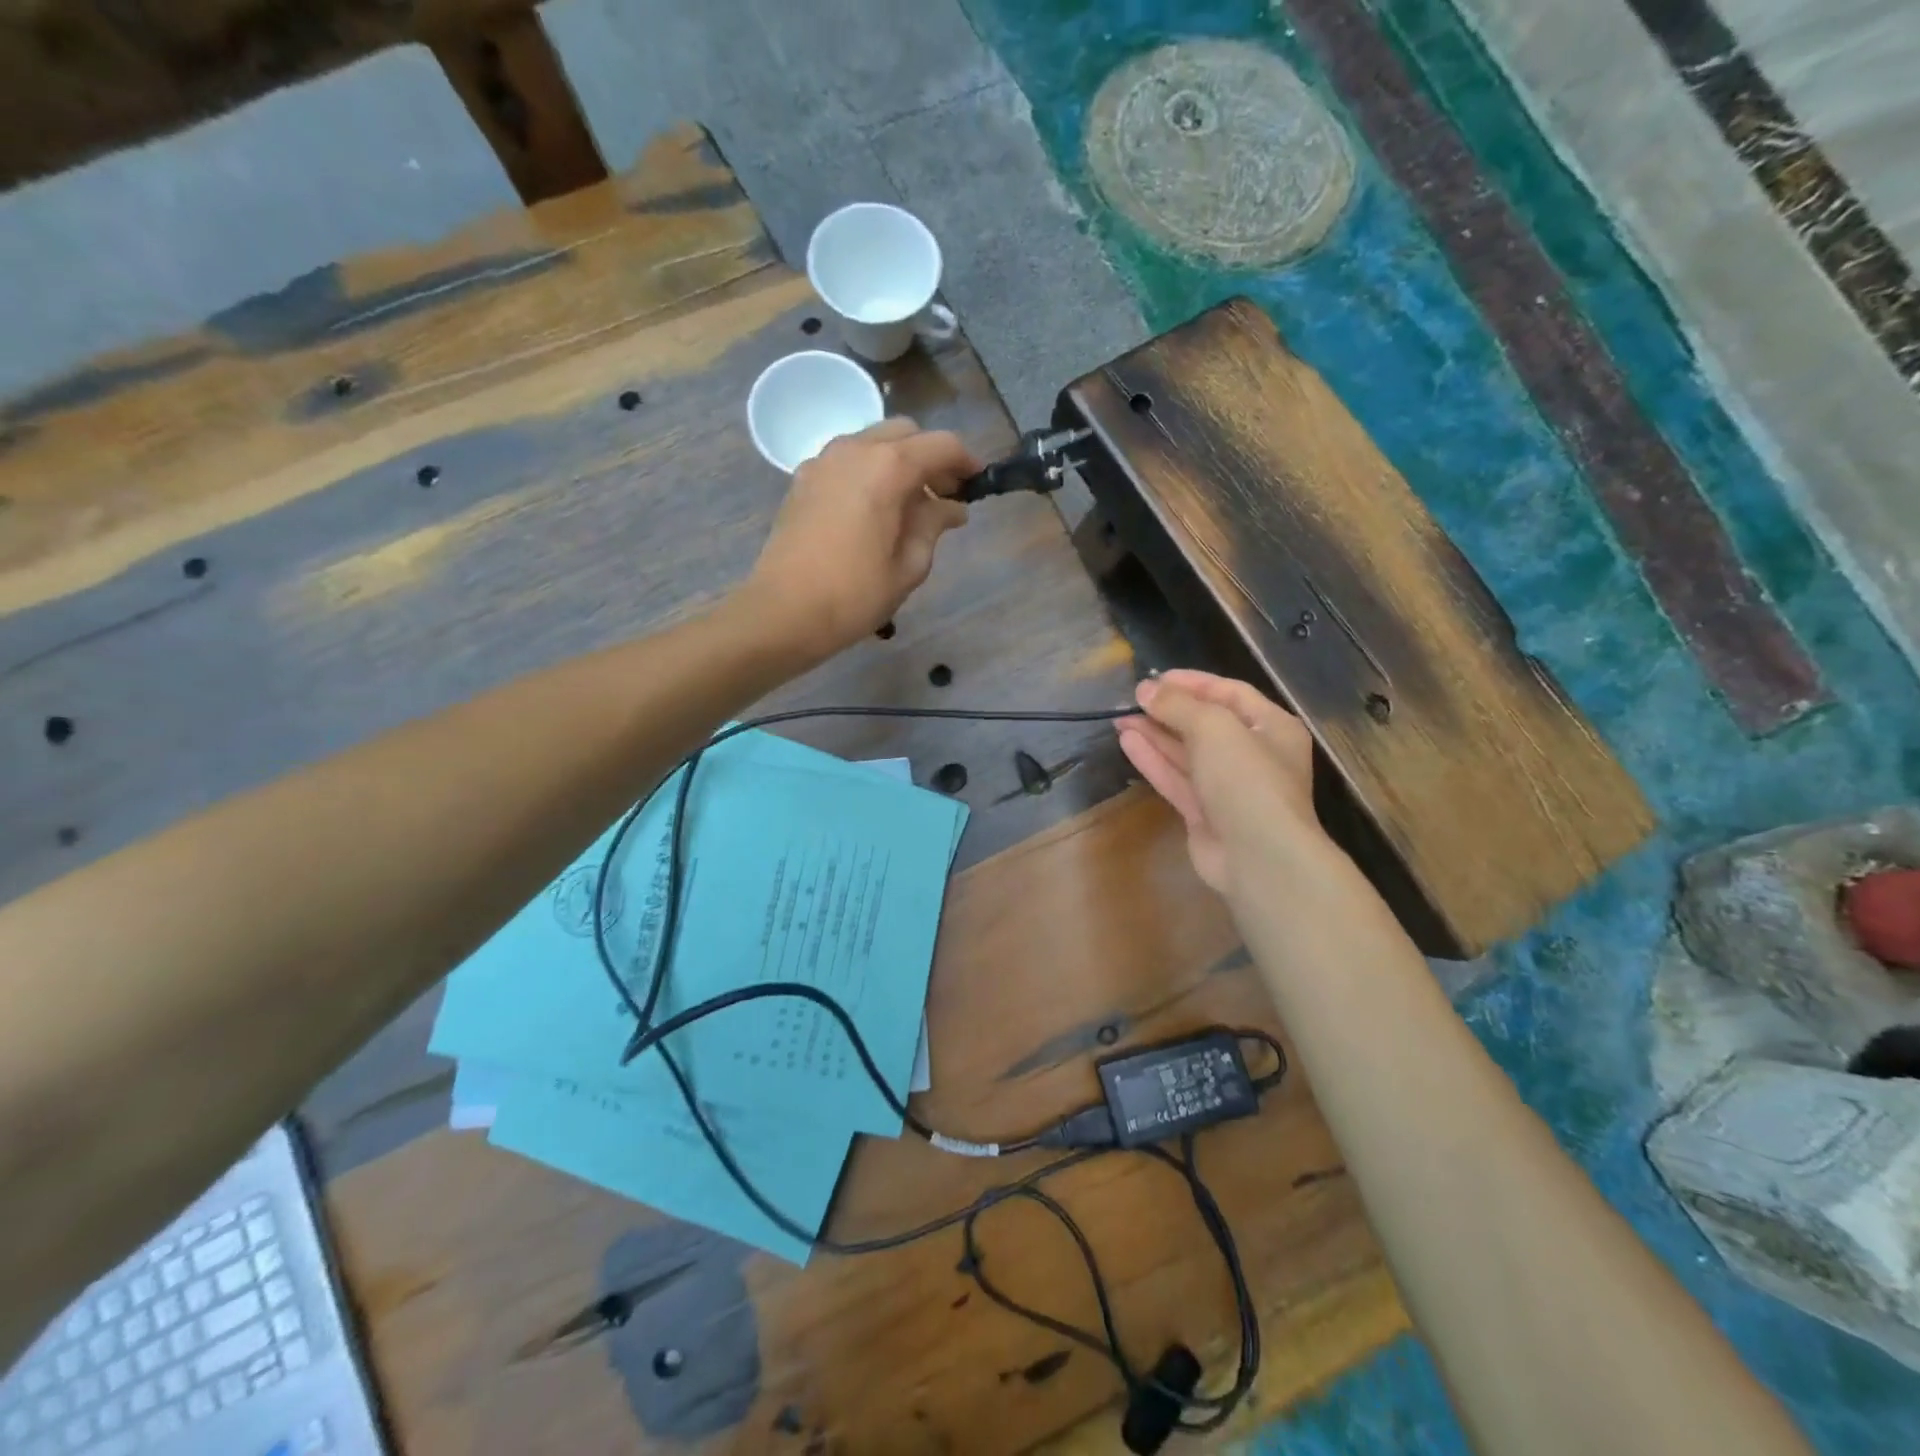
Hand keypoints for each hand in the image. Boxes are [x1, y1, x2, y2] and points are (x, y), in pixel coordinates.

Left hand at [742, 418, 977, 661]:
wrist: (783, 612)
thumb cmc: (855, 595)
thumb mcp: (909, 565)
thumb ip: (933, 525)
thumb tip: (951, 508)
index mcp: (888, 467)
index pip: (940, 445)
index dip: (965, 460)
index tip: (978, 482)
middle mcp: (855, 449)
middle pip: (905, 434)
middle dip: (930, 457)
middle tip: (944, 496)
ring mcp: (823, 461)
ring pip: (872, 442)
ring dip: (898, 462)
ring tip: (910, 505)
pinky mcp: (802, 479)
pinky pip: (846, 460)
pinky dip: (868, 472)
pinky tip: (873, 510)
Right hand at [1116, 670, 1324, 897]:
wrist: (1259, 857)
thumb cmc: (1247, 780)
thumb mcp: (1214, 728)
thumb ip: (1179, 705)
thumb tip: (1146, 689)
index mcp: (1272, 727)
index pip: (1230, 693)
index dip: (1192, 682)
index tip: (1154, 678)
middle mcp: (1253, 754)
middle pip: (1206, 724)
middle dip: (1168, 710)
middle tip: (1132, 699)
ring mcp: (1228, 787)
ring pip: (1187, 753)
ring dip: (1155, 734)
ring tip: (1119, 718)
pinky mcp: (1205, 813)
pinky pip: (1177, 779)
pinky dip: (1154, 761)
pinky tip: (1127, 742)